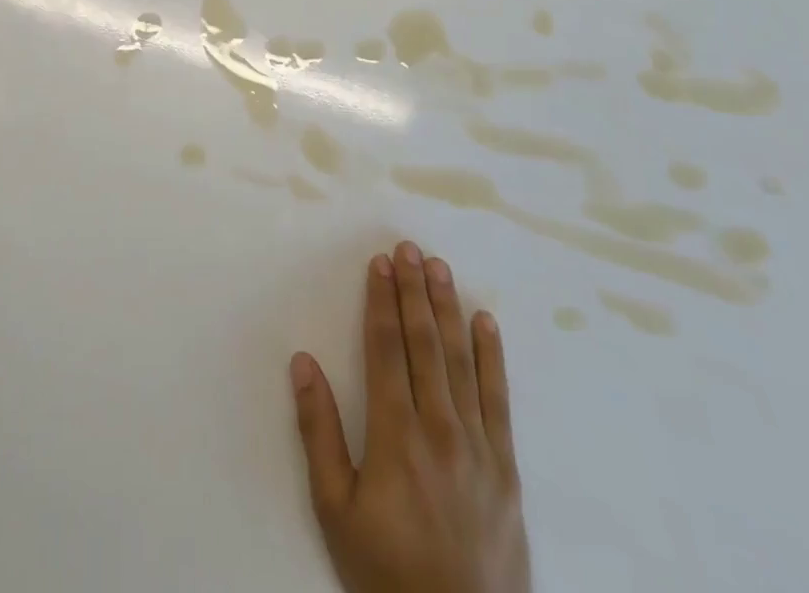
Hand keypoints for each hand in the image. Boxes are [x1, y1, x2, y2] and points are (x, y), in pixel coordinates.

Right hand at [291, 241, 530, 592]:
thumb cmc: (387, 572)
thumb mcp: (335, 510)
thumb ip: (318, 431)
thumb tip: (302, 361)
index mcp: (395, 433)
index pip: (386, 347)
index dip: (381, 300)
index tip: (380, 263)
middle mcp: (439, 426)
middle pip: (424, 342)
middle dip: (414, 290)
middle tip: (408, 247)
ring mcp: (478, 444)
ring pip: (461, 359)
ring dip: (448, 308)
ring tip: (440, 268)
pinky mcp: (506, 467)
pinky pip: (498, 397)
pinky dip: (492, 355)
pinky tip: (485, 322)